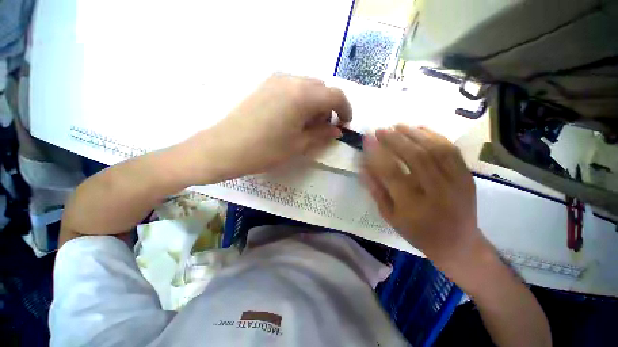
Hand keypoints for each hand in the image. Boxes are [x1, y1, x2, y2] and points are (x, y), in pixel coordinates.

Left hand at [186, 74, 351, 181]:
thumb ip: (322, 134)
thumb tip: (337, 130)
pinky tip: (292, 116)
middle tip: (322, 127)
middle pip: (322, 88)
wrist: (225, 147)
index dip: (345, 109)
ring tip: (306, 123)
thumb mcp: (299, 145)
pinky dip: (301, 99)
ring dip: (315, 102)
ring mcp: (276, 79)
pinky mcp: (265, 84)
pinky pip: (293, 86)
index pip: (335, 95)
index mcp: (303, 96)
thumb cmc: (266, 150)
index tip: (345, 123)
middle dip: (329, 107)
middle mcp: (292, 80)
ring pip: (308, 86)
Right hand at [361, 125, 484, 272]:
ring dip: (413, 134)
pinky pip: (451, 150)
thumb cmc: (417, 232)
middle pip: (415, 157)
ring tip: (397, 125)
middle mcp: (436, 192)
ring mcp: (455, 183)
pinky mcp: (467, 177)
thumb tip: (363, 167)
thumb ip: (376, 190)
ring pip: (434, 149)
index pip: (391, 173)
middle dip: (395, 140)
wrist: (457, 244)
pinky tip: (421, 128)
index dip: (377, 154)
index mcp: (412, 206)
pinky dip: (435, 135)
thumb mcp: (390, 216)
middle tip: (380, 130)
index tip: (367, 140)